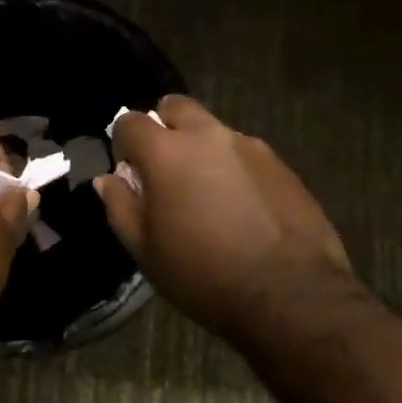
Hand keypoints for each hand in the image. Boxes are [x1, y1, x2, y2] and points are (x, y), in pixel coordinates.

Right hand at [96, 96, 355, 342]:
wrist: (291, 295)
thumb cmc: (204, 274)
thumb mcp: (146, 251)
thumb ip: (121, 206)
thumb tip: (109, 179)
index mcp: (166, 152)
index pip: (130, 121)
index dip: (123, 143)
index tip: (130, 171)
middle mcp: (207, 135)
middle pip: (175, 106)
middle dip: (164, 126)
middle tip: (165, 167)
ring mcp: (248, 145)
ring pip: (213, 129)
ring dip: (201, 148)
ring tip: (207, 192)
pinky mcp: (280, 163)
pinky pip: (245, 152)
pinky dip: (234, 167)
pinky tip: (242, 206)